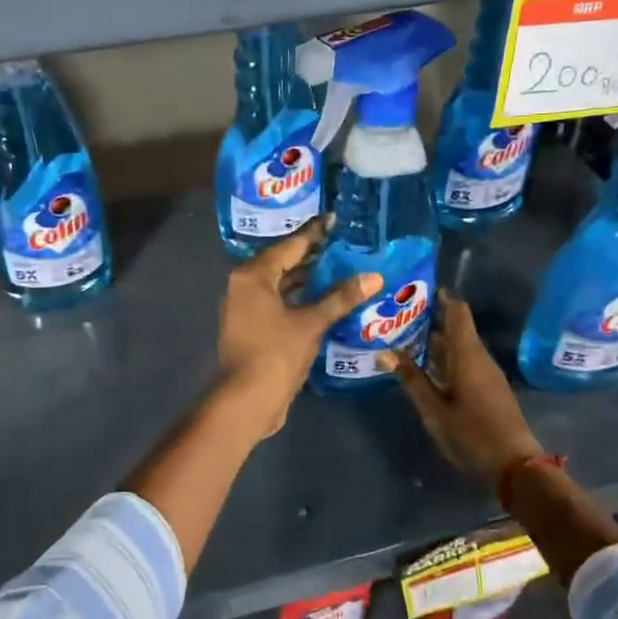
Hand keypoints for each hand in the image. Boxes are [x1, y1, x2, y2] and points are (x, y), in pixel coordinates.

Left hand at [218, 218, 381, 434]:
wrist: (247, 399)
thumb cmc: (276, 353)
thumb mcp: (312, 323)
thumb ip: (340, 297)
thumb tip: (373, 277)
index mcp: (253, 276)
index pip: (290, 246)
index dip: (314, 233)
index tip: (334, 219)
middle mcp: (244, 286)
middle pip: (282, 263)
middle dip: (312, 256)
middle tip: (344, 244)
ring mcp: (245, 308)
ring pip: (280, 285)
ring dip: (307, 279)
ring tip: (340, 268)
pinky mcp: (251, 328)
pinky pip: (279, 303)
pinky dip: (300, 299)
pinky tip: (325, 300)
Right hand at [381, 290, 543, 485]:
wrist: (515, 467)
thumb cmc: (472, 434)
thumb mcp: (434, 410)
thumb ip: (412, 380)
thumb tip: (386, 352)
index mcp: (468, 356)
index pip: (458, 313)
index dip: (442, 298)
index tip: (419, 289)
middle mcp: (480, 359)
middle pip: (458, 329)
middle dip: (432, 320)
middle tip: (400, 316)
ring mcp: (488, 375)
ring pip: (461, 348)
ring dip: (437, 342)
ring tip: (406, 339)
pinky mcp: (489, 390)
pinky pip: (465, 363)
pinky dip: (446, 359)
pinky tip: (426, 368)